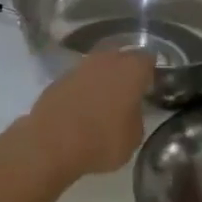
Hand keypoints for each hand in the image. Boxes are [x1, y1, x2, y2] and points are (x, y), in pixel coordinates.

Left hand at [23, 50, 154, 179]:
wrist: (51, 144)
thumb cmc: (101, 140)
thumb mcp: (133, 138)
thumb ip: (136, 117)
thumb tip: (130, 112)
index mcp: (131, 70)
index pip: (148, 60)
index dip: (150, 72)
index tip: (151, 86)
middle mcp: (106, 60)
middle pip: (121, 56)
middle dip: (126, 70)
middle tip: (129, 91)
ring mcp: (80, 66)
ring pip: (98, 66)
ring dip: (102, 78)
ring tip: (104, 100)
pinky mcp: (58, 78)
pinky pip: (79, 79)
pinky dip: (83, 88)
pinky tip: (82, 107)